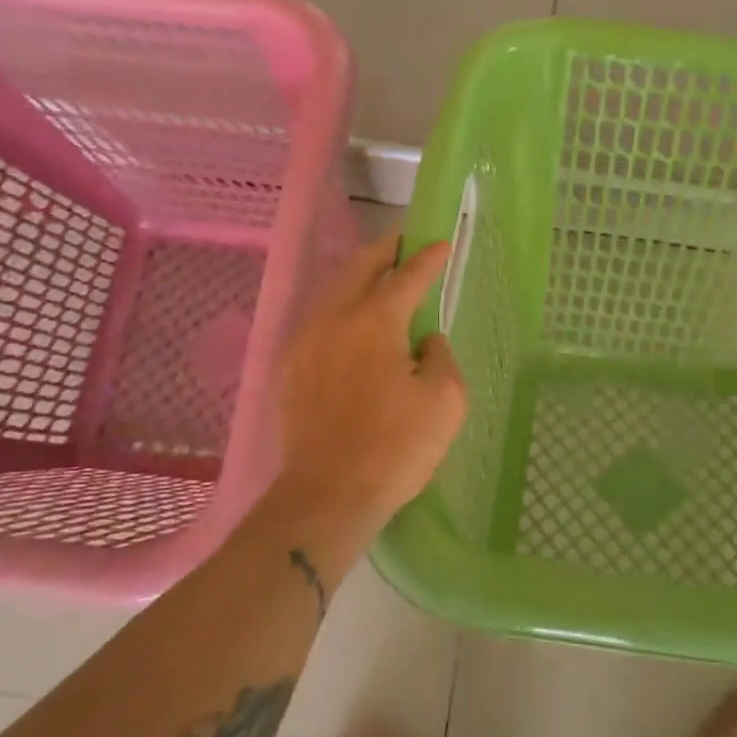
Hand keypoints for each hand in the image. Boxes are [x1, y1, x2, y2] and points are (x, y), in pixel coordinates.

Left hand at [275, 231, 466, 523]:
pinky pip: (319, 320)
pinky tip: (349, 319)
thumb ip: (440, 356)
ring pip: (334, 291)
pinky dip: (340, 306)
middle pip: (359, 268)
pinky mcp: (291, 369)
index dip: (428, 258)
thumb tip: (424, 340)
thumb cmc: (396, 448)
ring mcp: (306, 342)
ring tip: (378, 273)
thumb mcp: (444, 400)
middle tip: (404, 241)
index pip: (407, 277)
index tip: (442, 243)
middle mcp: (335, 319)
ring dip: (359, 275)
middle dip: (385, 250)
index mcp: (375, 321)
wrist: (328, 495)